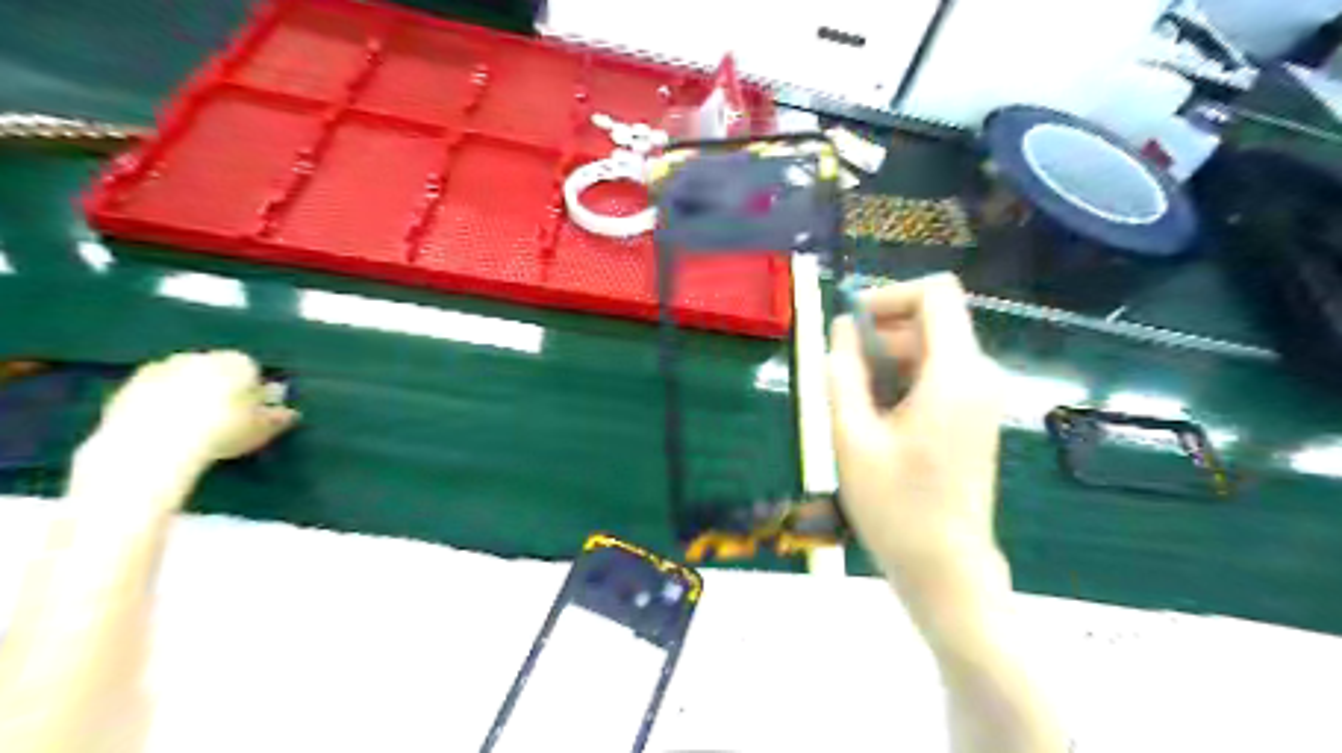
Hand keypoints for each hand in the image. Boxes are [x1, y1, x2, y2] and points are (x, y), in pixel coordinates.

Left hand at [88, 353, 297, 468]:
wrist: (154, 445)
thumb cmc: (223, 432)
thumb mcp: (262, 429)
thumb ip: (277, 417)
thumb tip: (289, 412)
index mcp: (237, 362)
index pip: (252, 370)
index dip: (253, 392)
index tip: (253, 413)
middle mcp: (199, 356)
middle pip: (215, 370)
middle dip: (219, 389)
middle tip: (223, 419)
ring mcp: (160, 369)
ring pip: (183, 379)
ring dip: (188, 395)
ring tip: (193, 427)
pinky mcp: (126, 387)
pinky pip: (153, 394)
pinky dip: (161, 406)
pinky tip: (166, 430)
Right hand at [831, 278, 1006, 582]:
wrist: (945, 569)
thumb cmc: (895, 508)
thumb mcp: (852, 438)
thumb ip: (843, 374)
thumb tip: (839, 329)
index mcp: (954, 374)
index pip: (935, 294)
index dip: (888, 296)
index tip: (848, 324)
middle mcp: (977, 375)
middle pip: (929, 321)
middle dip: (879, 336)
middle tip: (840, 376)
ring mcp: (979, 398)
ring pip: (929, 350)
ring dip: (886, 363)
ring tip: (853, 406)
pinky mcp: (973, 417)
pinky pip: (936, 376)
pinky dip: (902, 382)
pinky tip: (876, 421)